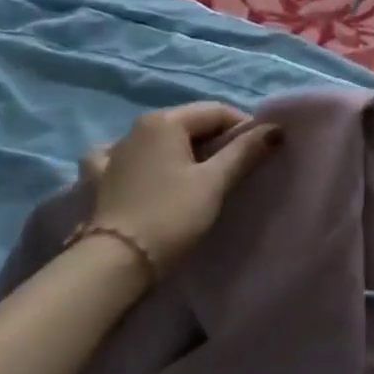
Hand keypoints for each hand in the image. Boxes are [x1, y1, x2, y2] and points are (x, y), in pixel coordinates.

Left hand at [82, 103, 280, 273]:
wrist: (114, 262)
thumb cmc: (171, 216)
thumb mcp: (214, 183)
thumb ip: (244, 151)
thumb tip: (274, 128)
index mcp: (165, 121)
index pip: (216, 111)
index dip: (243, 128)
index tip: (260, 152)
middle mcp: (137, 126)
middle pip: (188, 123)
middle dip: (215, 139)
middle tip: (236, 168)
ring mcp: (113, 151)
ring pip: (159, 140)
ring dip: (182, 150)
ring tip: (198, 176)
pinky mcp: (99, 177)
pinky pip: (125, 157)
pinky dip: (141, 160)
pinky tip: (143, 172)